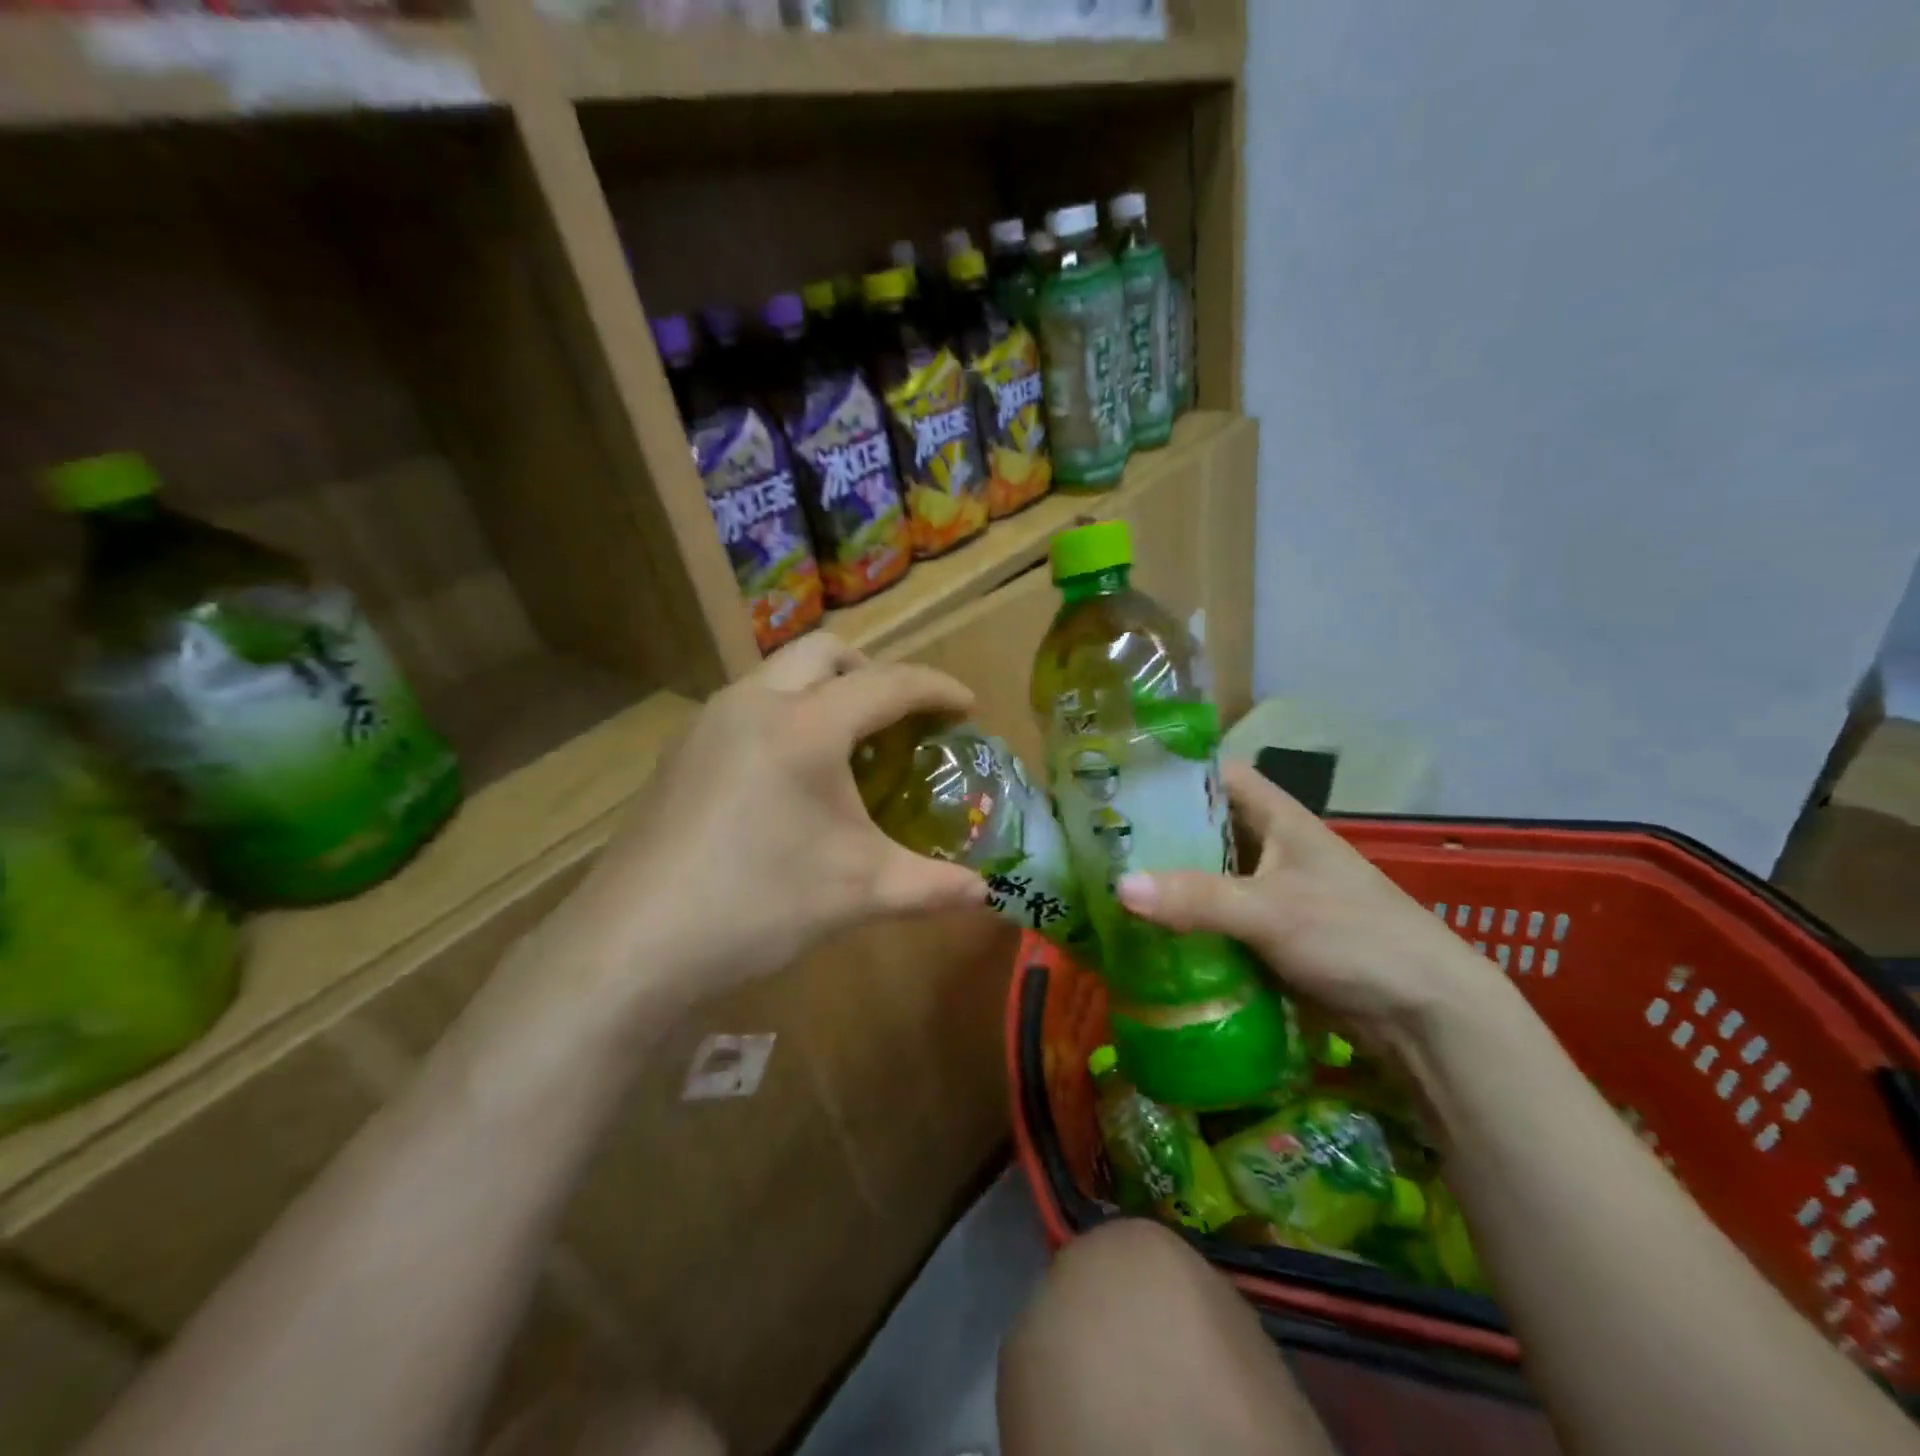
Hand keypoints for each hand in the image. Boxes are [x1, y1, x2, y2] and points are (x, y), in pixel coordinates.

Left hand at [546, 635, 986, 1009]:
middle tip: (900, 717)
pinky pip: (747, 706)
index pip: (888, 684)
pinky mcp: (680, 751)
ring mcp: (707, 723)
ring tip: (848, 746)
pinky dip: (786, 714)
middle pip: (825, 651)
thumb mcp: (859, 893)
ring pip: (778, 673)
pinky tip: (789, 778)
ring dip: (823, 689)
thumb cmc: (758, 906)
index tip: (968, 706)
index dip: (937, 689)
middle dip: (873, 671)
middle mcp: (753, 703)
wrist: (632, 946)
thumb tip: (988, 896)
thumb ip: (932, 887)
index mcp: (805, 726)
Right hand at [1115, 761, 1510, 1046]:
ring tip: (1107, 883)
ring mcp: (1270, 894)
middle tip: (1098, 840)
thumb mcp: (1272, 910)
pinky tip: (1145, 932)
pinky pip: (1215, 919)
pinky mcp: (1269, 936)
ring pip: (1206, 876)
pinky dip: (1184, 922)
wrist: (1424, 1015)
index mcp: (1279, 820)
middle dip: (1157, 833)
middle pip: (1204, 828)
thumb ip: (1196, 898)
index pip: (1218, 775)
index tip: (1122, 781)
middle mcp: (1271, 848)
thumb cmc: (1354, 936)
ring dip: (1167, 882)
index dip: (1174, 772)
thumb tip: (1118, 886)